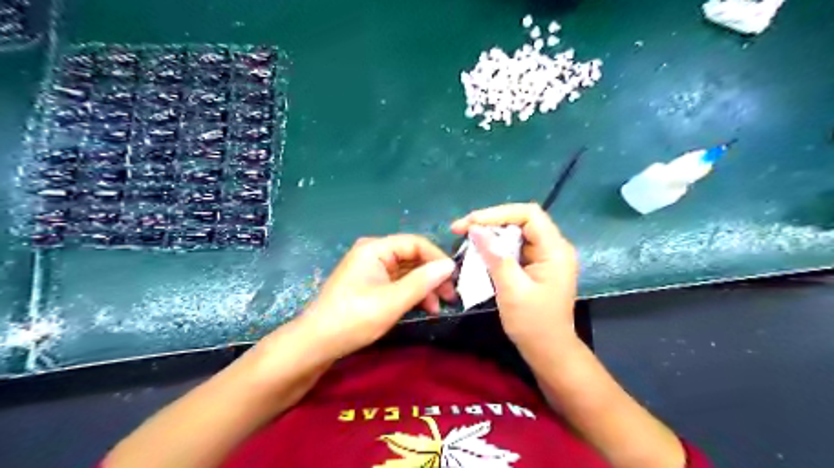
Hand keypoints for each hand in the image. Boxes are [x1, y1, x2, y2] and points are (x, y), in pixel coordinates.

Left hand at [300, 234, 454, 357]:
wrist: (316, 343)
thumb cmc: (353, 318)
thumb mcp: (392, 301)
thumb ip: (422, 281)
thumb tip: (450, 265)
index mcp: (375, 248)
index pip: (415, 243)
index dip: (437, 258)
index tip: (454, 278)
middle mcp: (373, 253)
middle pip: (412, 257)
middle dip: (432, 275)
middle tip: (450, 295)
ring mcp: (371, 269)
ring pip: (406, 271)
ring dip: (424, 287)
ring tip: (438, 307)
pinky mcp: (370, 285)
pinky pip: (397, 283)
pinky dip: (411, 294)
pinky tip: (423, 308)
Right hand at [450, 202, 581, 352]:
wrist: (549, 352)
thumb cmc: (533, 324)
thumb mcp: (511, 289)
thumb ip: (494, 256)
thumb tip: (475, 228)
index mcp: (555, 250)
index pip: (529, 214)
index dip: (497, 213)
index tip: (470, 223)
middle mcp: (553, 247)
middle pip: (520, 221)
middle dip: (489, 222)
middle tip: (460, 229)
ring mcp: (544, 257)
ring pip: (515, 233)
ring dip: (490, 234)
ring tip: (465, 237)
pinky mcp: (535, 266)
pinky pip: (513, 248)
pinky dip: (495, 248)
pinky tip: (478, 251)